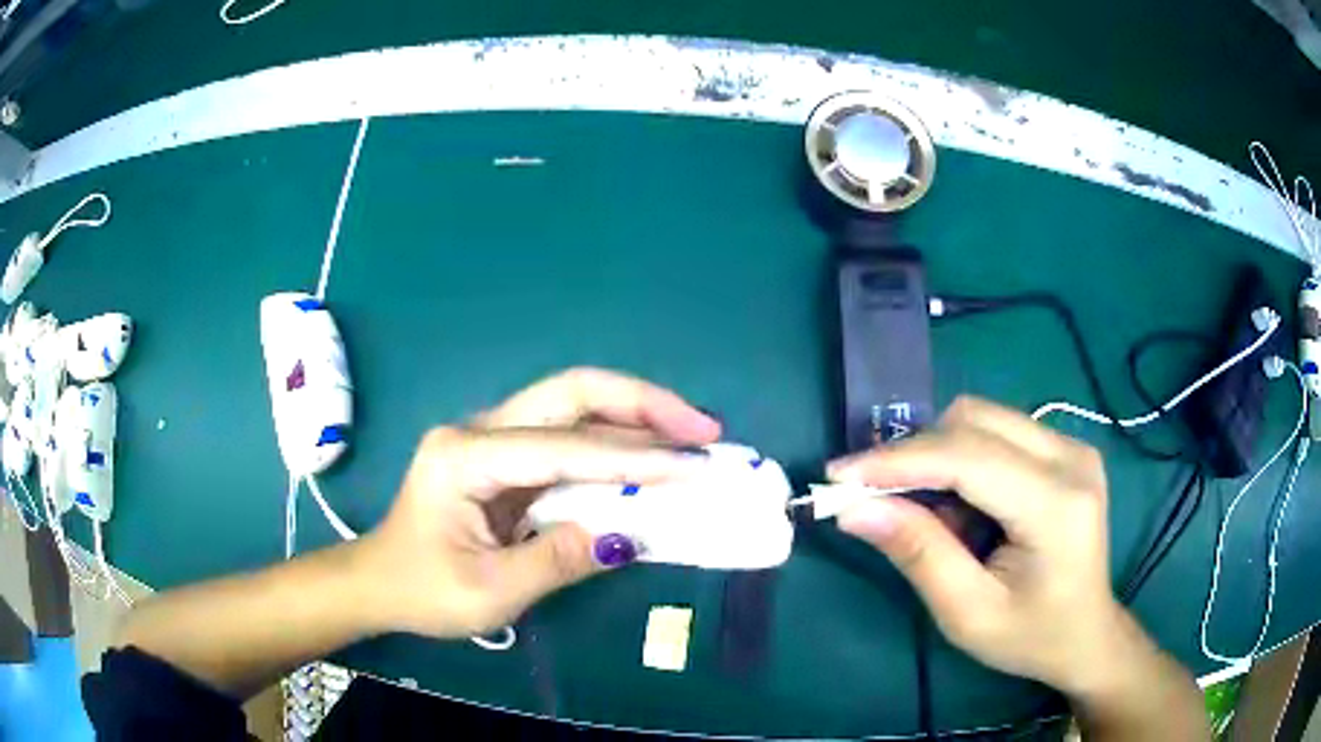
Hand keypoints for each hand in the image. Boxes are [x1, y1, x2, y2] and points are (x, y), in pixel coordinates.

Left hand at [358, 368, 720, 637]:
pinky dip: (614, 443)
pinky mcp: (504, 456)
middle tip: (703, 428)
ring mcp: (491, 438)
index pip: (561, 448)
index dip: (631, 458)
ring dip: (635, 417)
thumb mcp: (490, 591)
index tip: (692, 467)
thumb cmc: (423, 591)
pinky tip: (651, 456)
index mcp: (463, 458)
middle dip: (642, 405)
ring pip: (572, 406)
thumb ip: (558, 560)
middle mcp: (478, 430)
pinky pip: (567, 438)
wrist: (379, 583)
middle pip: (570, 393)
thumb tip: (628, 535)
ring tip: (692, 435)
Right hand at [827, 396, 1143, 697]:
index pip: (969, 457)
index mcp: (1057, 505)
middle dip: (915, 454)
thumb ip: (918, 554)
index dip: (899, 460)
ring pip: (983, 418)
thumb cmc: (1031, 637)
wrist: (1087, 634)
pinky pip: (998, 432)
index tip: (839, 475)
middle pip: (974, 420)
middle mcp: (1071, 457)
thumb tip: (855, 509)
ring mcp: (1072, 445)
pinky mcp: (1065, 448)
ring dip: (939, 457)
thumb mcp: (968, 614)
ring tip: (929, 514)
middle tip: (874, 497)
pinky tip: (963, 508)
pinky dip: (963, 461)